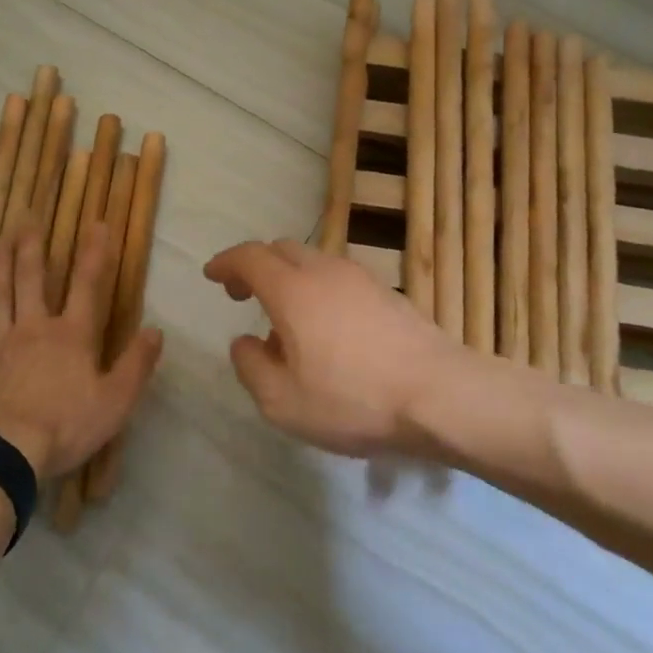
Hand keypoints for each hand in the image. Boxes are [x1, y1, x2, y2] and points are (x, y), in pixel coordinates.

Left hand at [0, 223, 161, 478]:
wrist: (3, 456)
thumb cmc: (64, 427)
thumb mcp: (116, 402)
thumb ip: (136, 364)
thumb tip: (156, 330)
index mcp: (71, 335)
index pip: (87, 286)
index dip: (94, 254)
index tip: (97, 224)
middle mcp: (33, 328)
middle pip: (31, 280)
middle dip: (31, 247)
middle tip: (26, 218)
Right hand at [203, 239, 466, 456]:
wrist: (440, 394)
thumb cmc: (354, 400)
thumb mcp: (283, 402)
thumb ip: (251, 367)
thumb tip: (245, 342)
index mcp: (293, 290)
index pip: (250, 256)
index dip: (226, 262)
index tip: (212, 275)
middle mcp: (325, 271)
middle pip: (281, 250)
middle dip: (255, 266)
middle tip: (242, 294)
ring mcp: (361, 277)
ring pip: (312, 260)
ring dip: (289, 278)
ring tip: (285, 321)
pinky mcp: (387, 292)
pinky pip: (338, 277)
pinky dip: (317, 288)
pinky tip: (326, 329)